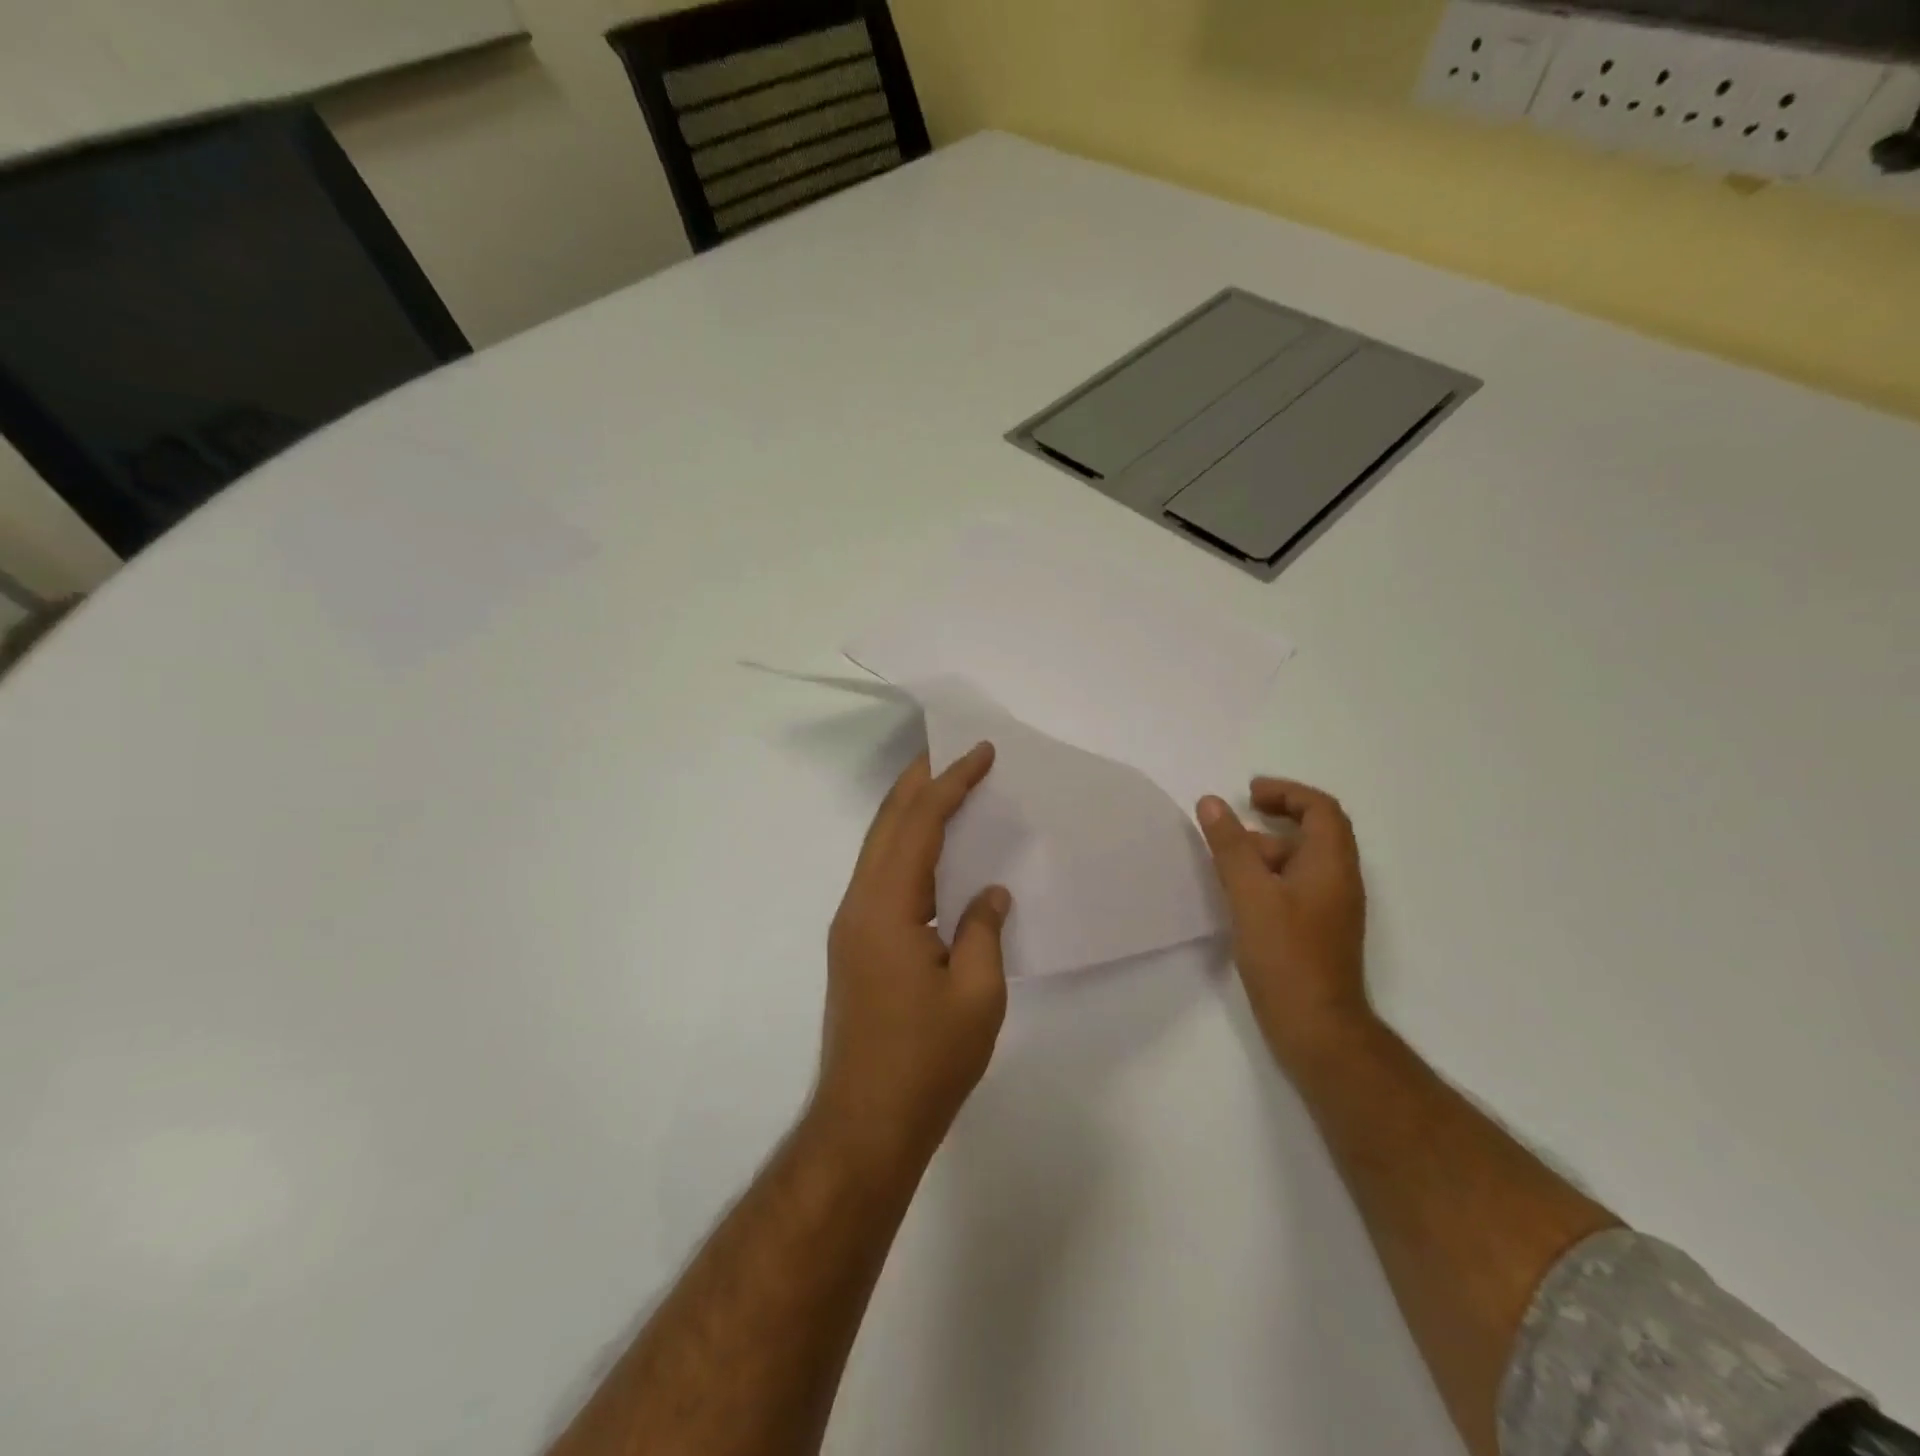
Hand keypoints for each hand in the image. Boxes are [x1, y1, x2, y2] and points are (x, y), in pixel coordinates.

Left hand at [815, 744, 1011, 1168]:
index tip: (981, 753)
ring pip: (879, 848)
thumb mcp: (977, 994)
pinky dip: (908, 848)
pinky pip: (882, 876)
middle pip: (887, 824)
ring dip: (911, 812)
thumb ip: (984, 931)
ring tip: (946, 787)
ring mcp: (852, 926)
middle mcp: (859, 905)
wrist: (866, 1124)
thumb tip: (991, 893)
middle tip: (953, 751)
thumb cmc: (926, 1061)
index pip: (919, 824)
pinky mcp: (856, 946)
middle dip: (920, 782)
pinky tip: (934, 853)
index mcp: (886, 907)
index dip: (951, 783)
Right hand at [1196, 778, 1371, 1069]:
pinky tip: (1238, 896)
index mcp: (1331, 865)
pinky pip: (1295, 888)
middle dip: (1273, 821)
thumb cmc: (1286, 955)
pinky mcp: (1317, 932)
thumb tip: (1212, 802)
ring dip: (1267, 852)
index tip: (1249, 794)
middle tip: (1232, 827)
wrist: (1317, 1028)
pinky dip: (1268, 878)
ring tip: (1225, 863)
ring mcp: (1330, 909)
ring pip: (1302, 863)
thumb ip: (1231, 846)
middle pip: (1314, 833)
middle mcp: (1338, 881)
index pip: (1321, 810)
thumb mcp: (1251, 894)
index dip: (1287, 793)